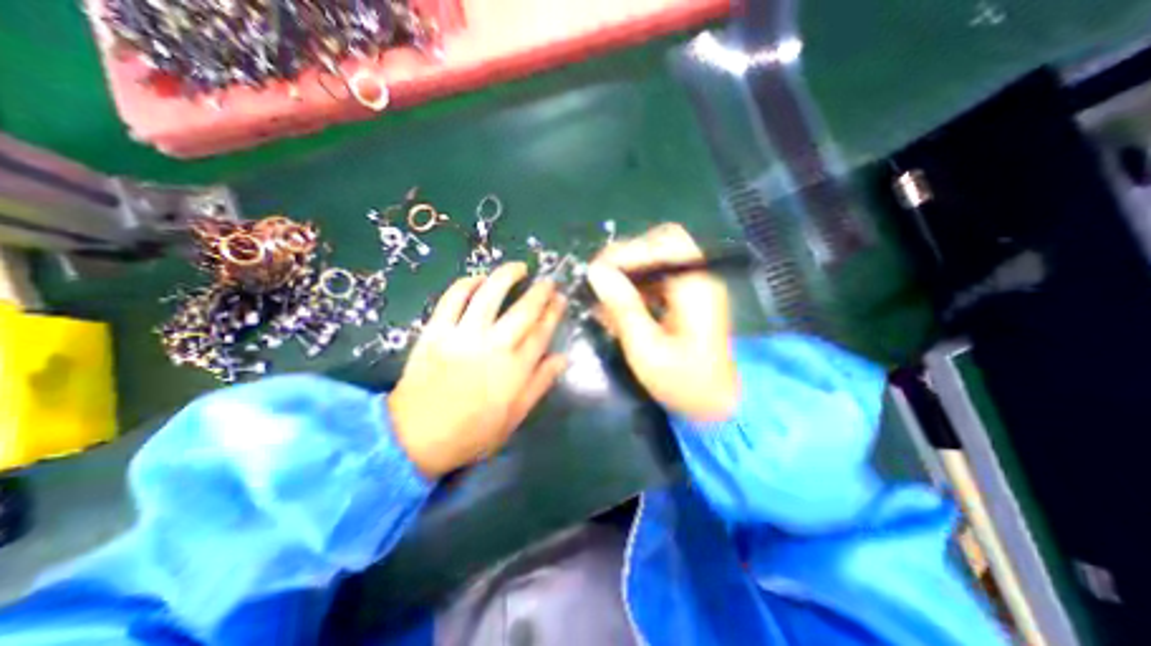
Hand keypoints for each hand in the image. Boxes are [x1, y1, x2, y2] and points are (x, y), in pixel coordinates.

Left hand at [385, 262, 564, 479]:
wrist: (415, 438)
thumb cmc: (471, 432)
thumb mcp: (514, 417)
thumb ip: (540, 384)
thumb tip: (562, 358)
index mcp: (515, 370)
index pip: (542, 332)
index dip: (553, 312)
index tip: (560, 299)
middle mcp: (493, 347)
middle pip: (523, 310)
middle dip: (540, 292)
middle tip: (548, 281)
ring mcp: (463, 336)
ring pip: (489, 296)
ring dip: (506, 276)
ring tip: (518, 267)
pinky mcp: (435, 332)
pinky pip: (452, 299)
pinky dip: (466, 284)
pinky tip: (478, 278)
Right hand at [585, 226, 737, 421]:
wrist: (718, 404)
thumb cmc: (684, 383)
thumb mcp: (646, 349)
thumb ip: (623, 307)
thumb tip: (596, 271)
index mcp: (696, 287)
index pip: (663, 243)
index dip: (627, 251)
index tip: (597, 274)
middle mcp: (700, 277)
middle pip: (663, 243)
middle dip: (629, 258)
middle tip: (603, 281)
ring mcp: (696, 286)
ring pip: (659, 259)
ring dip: (630, 274)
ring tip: (606, 301)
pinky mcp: (689, 297)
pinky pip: (660, 278)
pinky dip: (637, 288)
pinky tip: (620, 309)